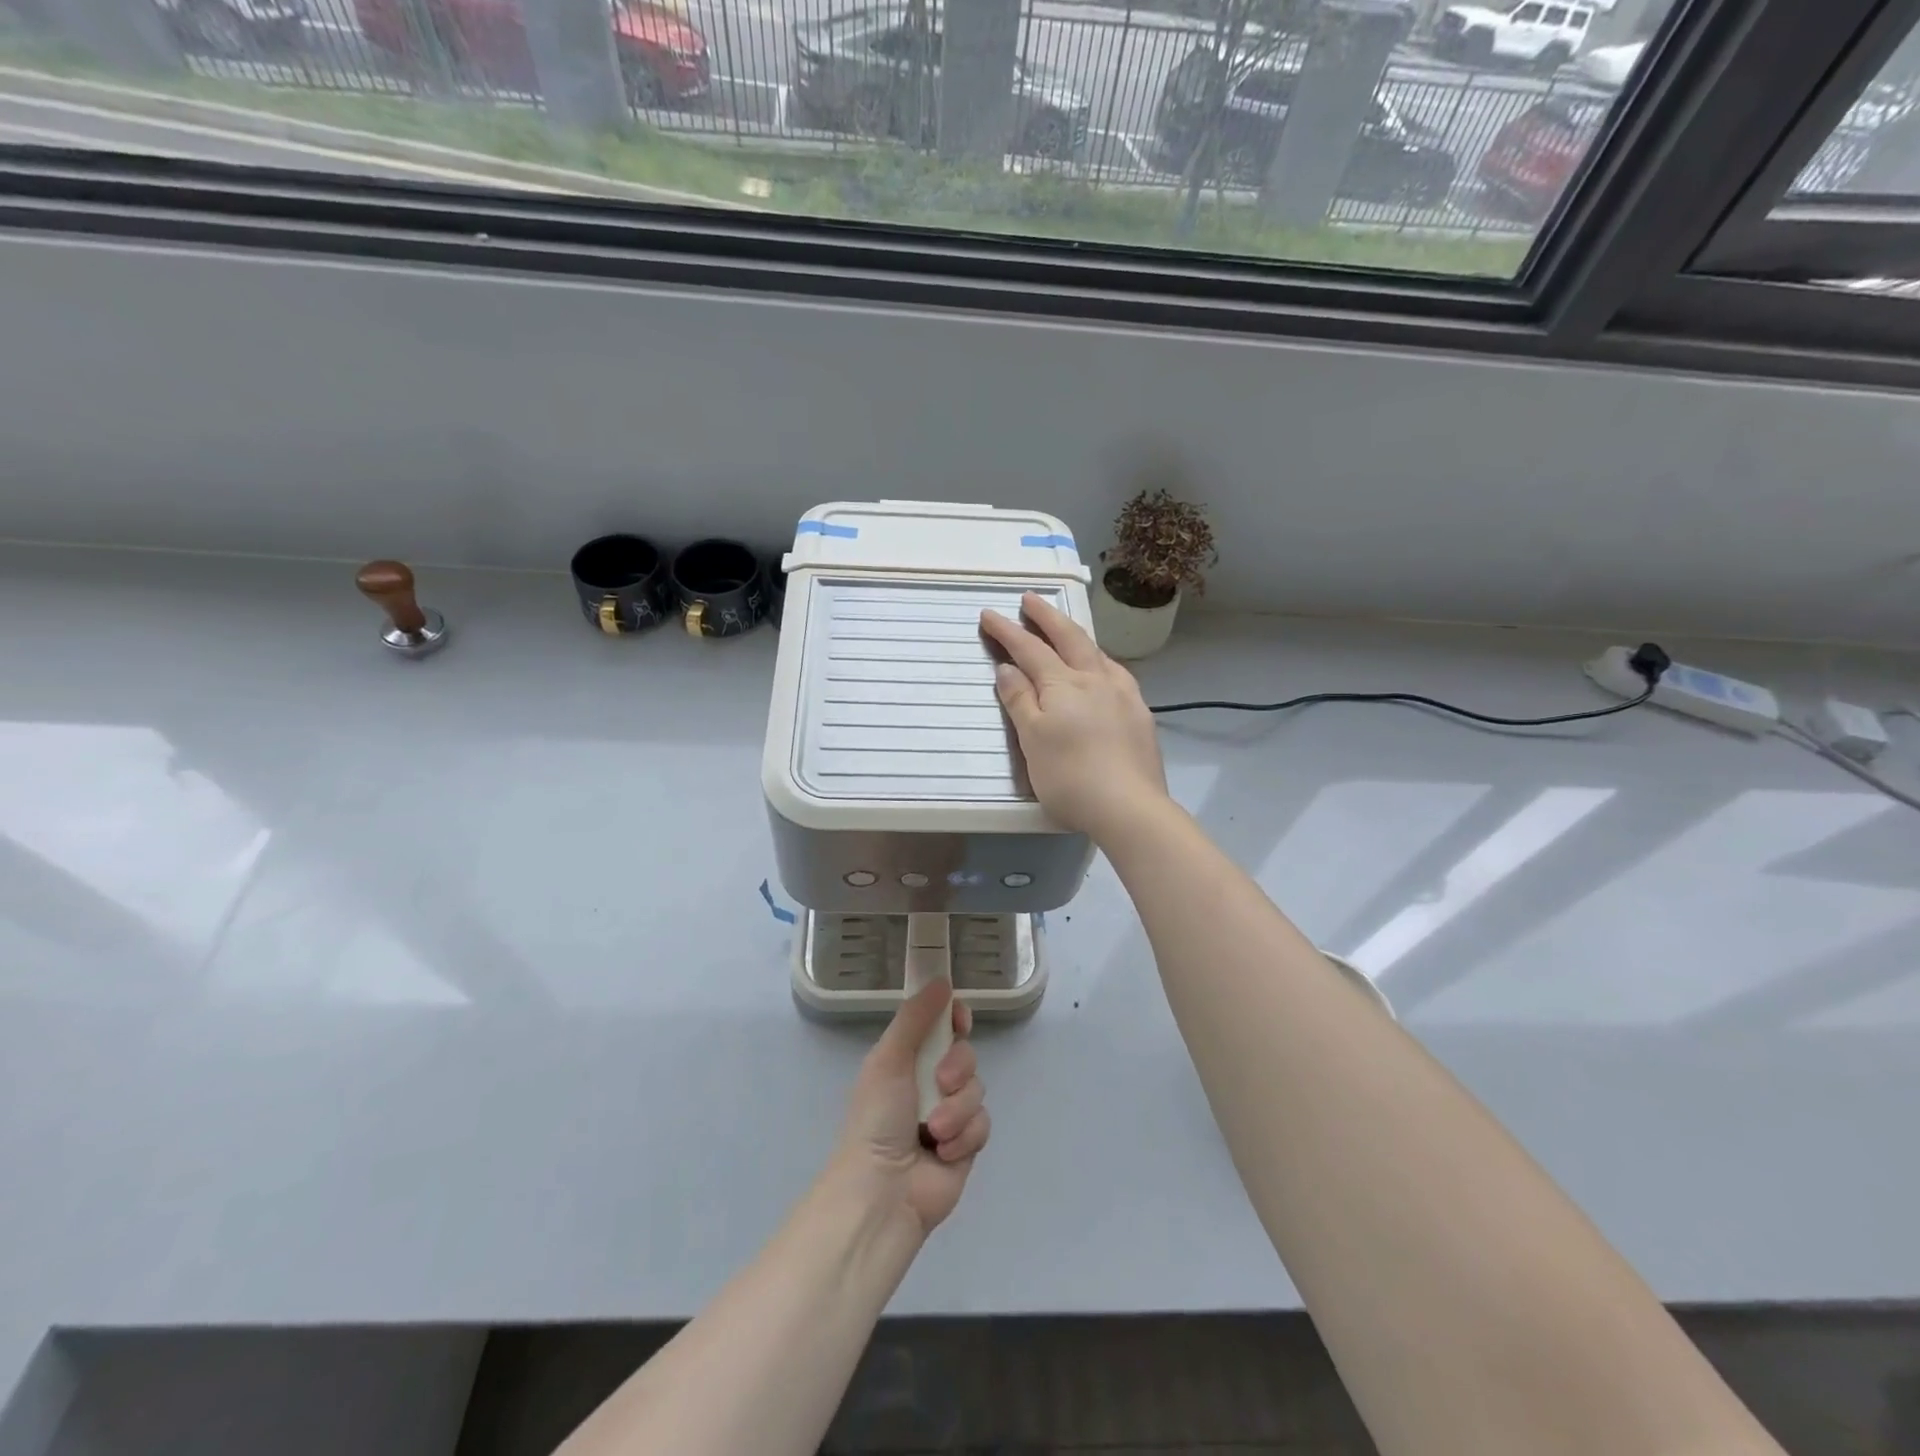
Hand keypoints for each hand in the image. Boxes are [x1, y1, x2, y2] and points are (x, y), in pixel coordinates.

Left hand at [833, 980, 988, 1238]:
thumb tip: (942, 980)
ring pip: (977, 1089)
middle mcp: (929, 1082)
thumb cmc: (877, 1119)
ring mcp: (950, 1113)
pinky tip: (945, 1151)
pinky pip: (983, 1123)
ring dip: (957, 1109)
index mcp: (907, 1059)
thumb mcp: (889, 1059)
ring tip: (934, 1129)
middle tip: (941, 1082)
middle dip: (958, 1067)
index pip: (941, 1026)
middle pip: (966, 1054)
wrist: (884, 1191)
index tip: (959, 1020)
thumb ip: (915, 1018)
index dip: (954, 1019)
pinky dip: (965, 1135)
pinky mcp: (966, 1143)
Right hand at [981, 592, 1168, 841]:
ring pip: (1097, 652)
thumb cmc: (1069, 777)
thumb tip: (1008, 668)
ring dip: (1076, 635)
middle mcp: (1095, 679)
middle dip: (1046, 616)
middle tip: (1030, 599)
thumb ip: (1020, 700)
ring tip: (1065, 630)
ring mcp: (1123, 694)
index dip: (1007, 631)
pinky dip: (1100, 660)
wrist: (1129, 806)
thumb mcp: (1032, 740)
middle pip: (1068, 638)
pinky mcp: (1140, 713)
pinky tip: (1103, 670)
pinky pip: (1117, 673)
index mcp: (1063, 684)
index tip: (989, 614)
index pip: (1029, 649)